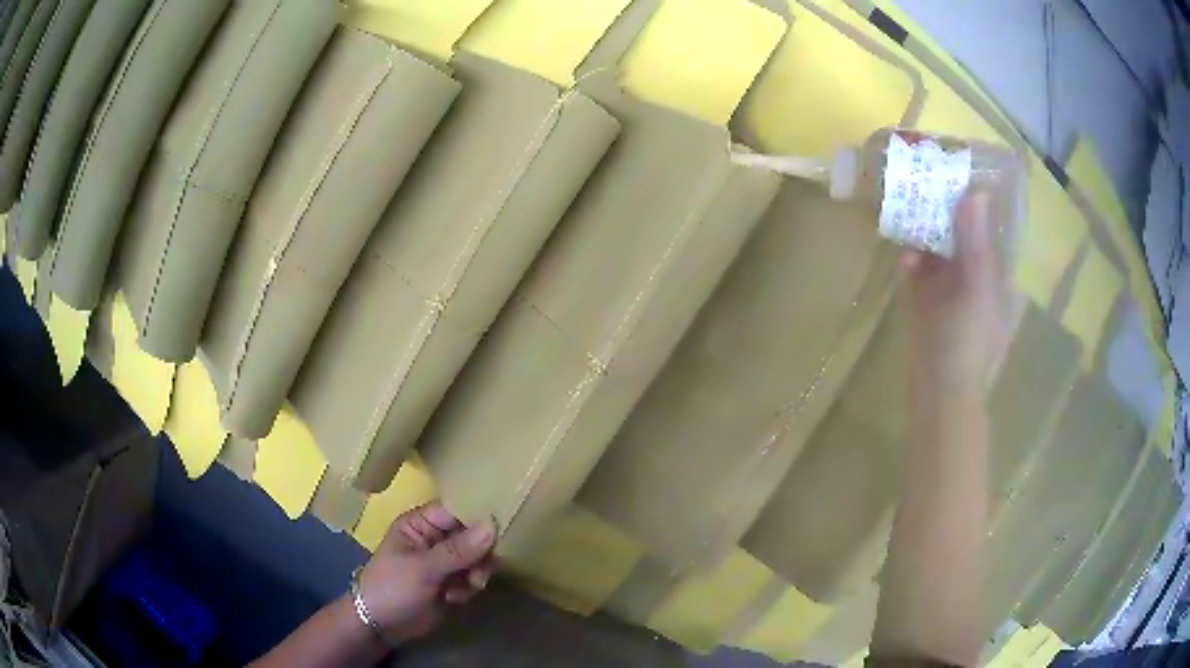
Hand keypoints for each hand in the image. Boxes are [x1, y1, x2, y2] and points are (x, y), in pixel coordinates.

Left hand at [357, 501, 496, 641]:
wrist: (380, 626)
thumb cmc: (392, 587)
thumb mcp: (423, 568)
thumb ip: (459, 550)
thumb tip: (493, 524)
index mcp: (421, 523)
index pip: (456, 510)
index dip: (479, 516)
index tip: (503, 527)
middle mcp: (434, 538)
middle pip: (472, 534)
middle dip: (481, 553)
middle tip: (481, 570)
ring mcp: (443, 561)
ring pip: (476, 558)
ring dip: (477, 572)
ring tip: (470, 586)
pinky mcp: (450, 582)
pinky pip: (473, 577)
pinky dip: (470, 587)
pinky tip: (455, 598)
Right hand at [900, 191, 1002, 389]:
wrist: (940, 391)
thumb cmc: (970, 342)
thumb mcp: (979, 289)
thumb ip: (976, 242)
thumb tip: (975, 192)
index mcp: (994, 269)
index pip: (987, 222)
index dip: (975, 195)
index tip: (957, 169)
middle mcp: (972, 271)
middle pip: (958, 227)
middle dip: (942, 205)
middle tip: (924, 177)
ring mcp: (947, 284)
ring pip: (934, 243)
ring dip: (922, 227)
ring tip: (907, 204)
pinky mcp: (922, 296)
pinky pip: (915, 266)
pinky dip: (910, 257)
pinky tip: (905, 256)